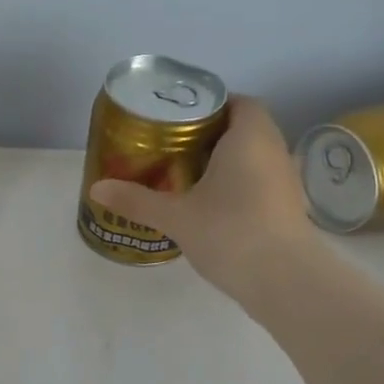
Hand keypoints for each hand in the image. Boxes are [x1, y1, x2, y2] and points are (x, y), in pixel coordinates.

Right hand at [88, 96, 315, 299]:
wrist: (284, 280)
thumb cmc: (230, 232)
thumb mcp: (176, 216)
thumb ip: (136, 200)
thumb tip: (96, 189)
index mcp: (250, 136)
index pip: (238, 102)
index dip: (211, 106)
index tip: (179, 120)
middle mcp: (274, 150)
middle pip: (244, 128)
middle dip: (210, 135)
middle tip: (172, 148)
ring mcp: (285, 181)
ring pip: (253, 158)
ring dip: (225, 163)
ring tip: (186, 176)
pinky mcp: (287, 209)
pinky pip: (259, 183)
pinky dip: (237, 186)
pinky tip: (210, 206)